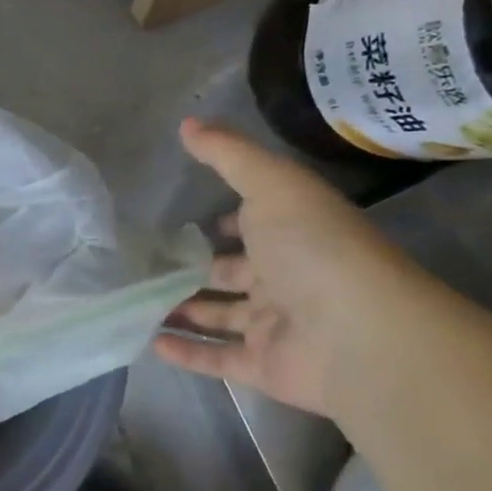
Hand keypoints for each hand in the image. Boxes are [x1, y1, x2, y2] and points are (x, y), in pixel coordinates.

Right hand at [151, 119, 424, 415]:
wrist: (361, 335)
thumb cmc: (316, 249)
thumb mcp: (273, 185)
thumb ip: (228, 154)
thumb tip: (186, 122)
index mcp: (292, 237)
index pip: (252, 227)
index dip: (225, 223)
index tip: (183, 221)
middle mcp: (285, 281)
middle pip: (229, 274)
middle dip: (191, 269)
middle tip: (139, 263)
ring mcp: (275, 327)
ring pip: (218, 317)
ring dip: (179, 310)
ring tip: (130, 301)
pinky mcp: (264, 367)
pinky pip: (216, 358)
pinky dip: (184, 352)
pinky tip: (147, 341)